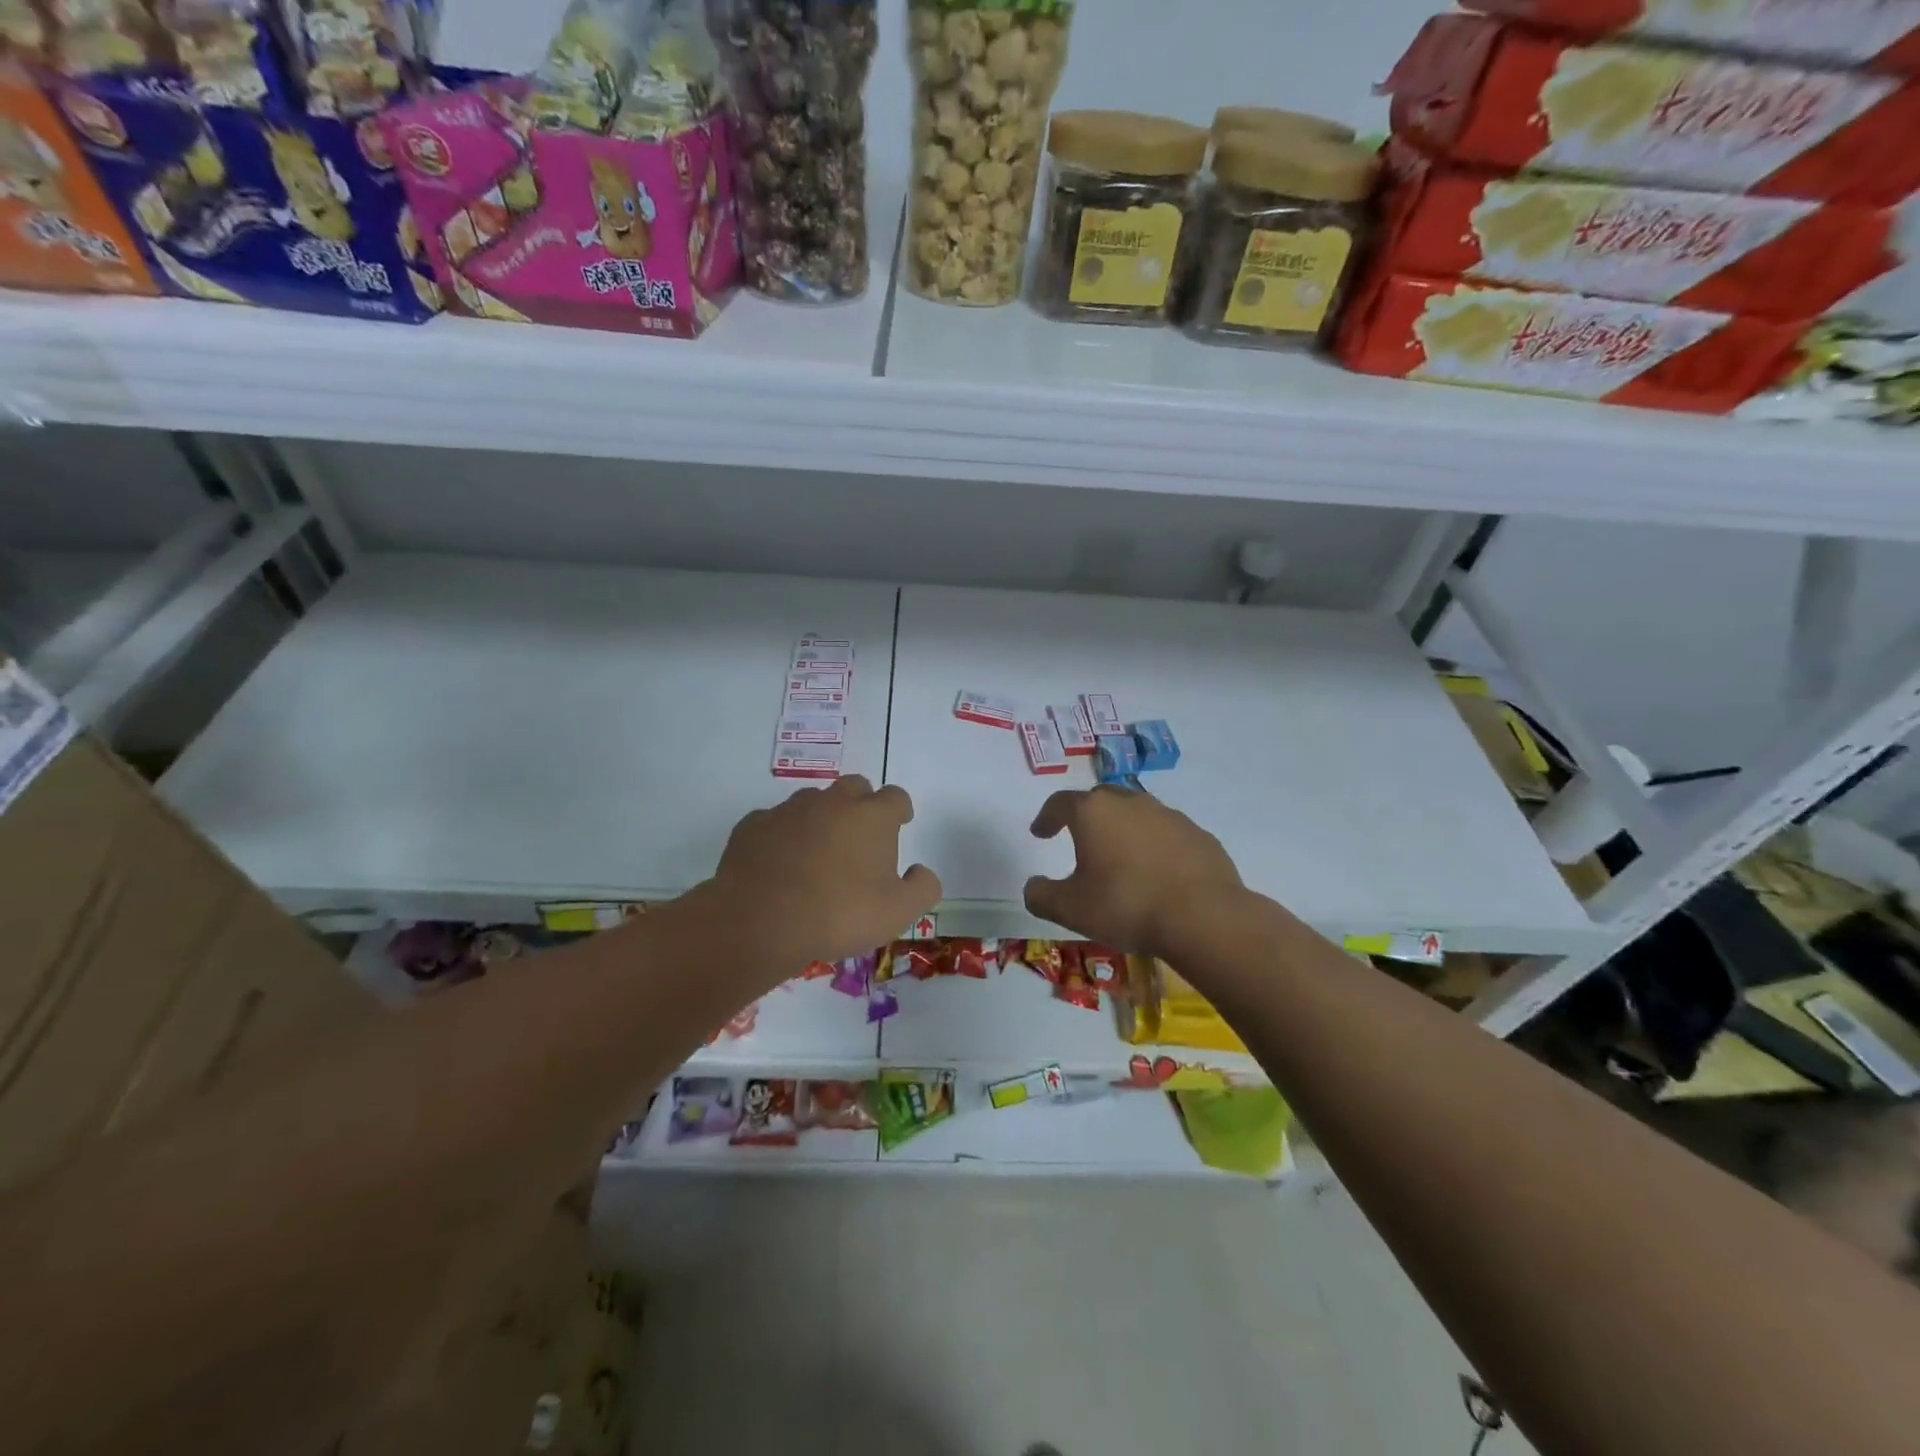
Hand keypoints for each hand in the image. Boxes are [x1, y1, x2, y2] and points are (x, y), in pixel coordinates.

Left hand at [707, 776, 940, 968]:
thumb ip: (922, 888)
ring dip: (821, 818)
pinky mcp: (754, 825)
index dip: (900, 809)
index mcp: (872, 816)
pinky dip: (783, 836)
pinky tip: (780, 864)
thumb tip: (921, 871)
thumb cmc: (839, 913)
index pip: (896, 796)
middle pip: (854, 787)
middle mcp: (832, 802)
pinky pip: (775, 822)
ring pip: (812, 801)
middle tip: (860, 837)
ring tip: (818, 852)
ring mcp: (789, 810)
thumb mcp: (898, 912)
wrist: (760, 920)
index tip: (900, 823)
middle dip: (861, 804)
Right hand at [1024, 786, 1243, 957]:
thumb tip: (1033, 887)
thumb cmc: (1126, 905)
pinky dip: (1155, 846)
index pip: (1060, 803)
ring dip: (1124, 829)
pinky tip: (1157, 873)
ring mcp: (1170, 816)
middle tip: (1080, 838)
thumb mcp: (1070, 909)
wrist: (1203, 916)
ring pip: (1138, 814)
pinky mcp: (1199, 835)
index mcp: (1094, 813)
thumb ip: (1041, 895)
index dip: (1047, 817)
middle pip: (1101, 800)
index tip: (1040, 832)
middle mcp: (1131, 803)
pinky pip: (1168, 834)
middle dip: (1087, 816)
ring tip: (1120, 857)